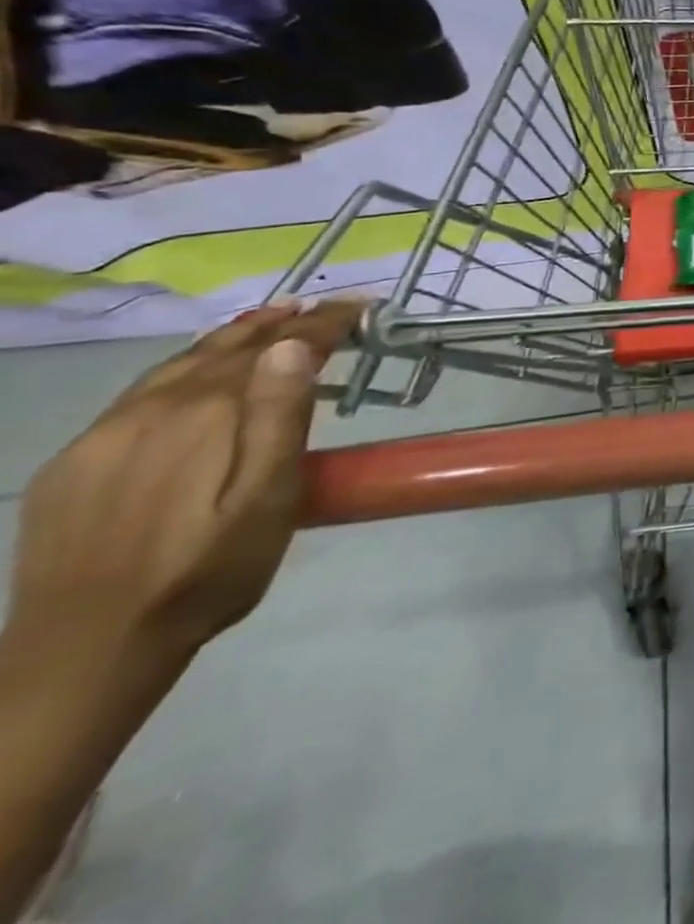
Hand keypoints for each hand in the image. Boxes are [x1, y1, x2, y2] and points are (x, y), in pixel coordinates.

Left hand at [6, 299, 361, 671]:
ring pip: (176, 366)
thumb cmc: (210, 571)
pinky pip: (139, 394)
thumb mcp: (269, 499)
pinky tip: (196, 375)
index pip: (274, 349)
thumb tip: (292, 348)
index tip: (358, 307)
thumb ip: (279, 419)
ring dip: (229, 338)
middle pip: (223, 348)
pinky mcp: (73, 463)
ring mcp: (103, 436)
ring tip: (267, 322)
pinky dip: (183, 368)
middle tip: (317, 308)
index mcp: (207, 415)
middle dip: (276, 323)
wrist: (87, 649)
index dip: (320, 325)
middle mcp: (152, 410)